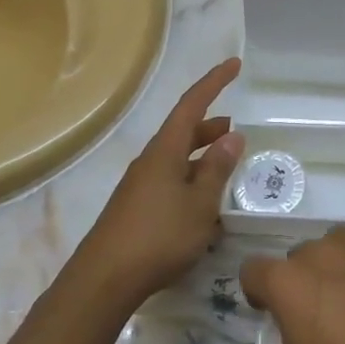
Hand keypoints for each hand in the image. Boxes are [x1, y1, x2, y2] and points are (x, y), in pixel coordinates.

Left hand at [68, 58, 244, 312]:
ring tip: (228, 166)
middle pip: (183, 132)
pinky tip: (206, 205)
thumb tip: (232, 136)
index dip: (214, 82)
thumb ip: (217, 169)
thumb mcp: (200, 204)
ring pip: (178, 160)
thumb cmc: (159, 236)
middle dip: (211, 127)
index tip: (234, 64)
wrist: (105, 279)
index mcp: (165, 151)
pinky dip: (192, 182)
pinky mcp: (137, 209)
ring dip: (203, 157)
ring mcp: (141, 186)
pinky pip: (171, 182)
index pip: (192, 105)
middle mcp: (150, 161)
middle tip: (238, 131)